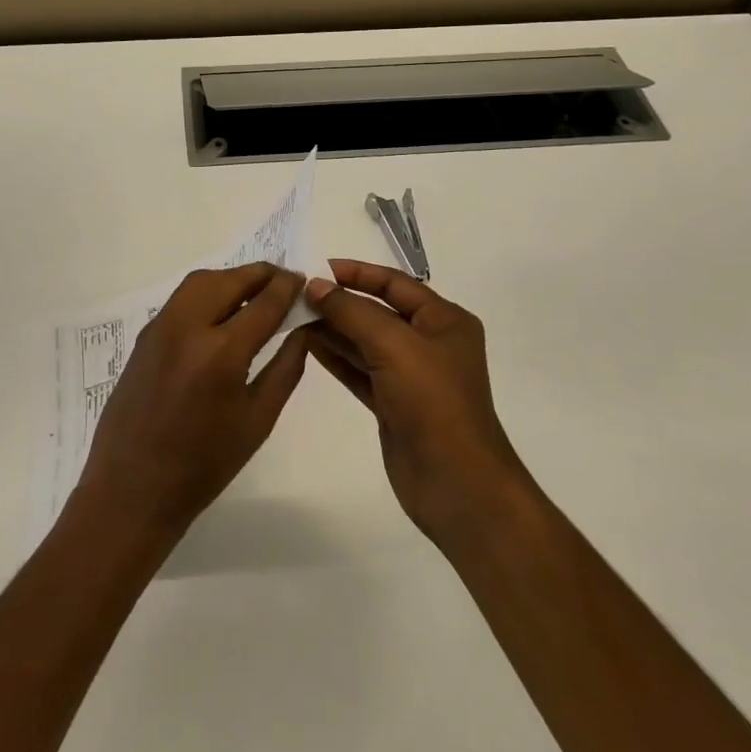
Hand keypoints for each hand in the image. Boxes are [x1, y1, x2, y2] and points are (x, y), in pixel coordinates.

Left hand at [73, 264, 309, 543]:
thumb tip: (302, 329)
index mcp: (220, 353)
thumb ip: (285, 368)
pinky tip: (222, 311)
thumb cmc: (204, 465)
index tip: (303, 280)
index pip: (263, 302)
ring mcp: (160, 327)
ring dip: (231, 278)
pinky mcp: (145, 335)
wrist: (133, 488)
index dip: (287, 287)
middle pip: (229, 280)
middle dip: (260, 274)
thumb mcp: (257, 420)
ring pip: (201, 282)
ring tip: (254, 292)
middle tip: (283, 281)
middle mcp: (187, 327)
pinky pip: (181, 299)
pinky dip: (207, 292)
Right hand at [304, 259, 526, 548]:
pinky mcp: (393, 403)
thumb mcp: (393, 344)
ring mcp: (410, 375)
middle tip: (295, 293)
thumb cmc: (433, 401)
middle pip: (377, 310)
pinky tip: (307, 344)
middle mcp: (429, 342)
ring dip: (332, 328)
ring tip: (293, 315)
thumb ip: (351, 311)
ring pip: (364, 341)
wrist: (457, 484)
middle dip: (339, 301)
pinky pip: (359, 369)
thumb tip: (314, 286)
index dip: (355, 272)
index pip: (394, 283)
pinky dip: (335, 356)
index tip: (315, 268)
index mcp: (443, 320)